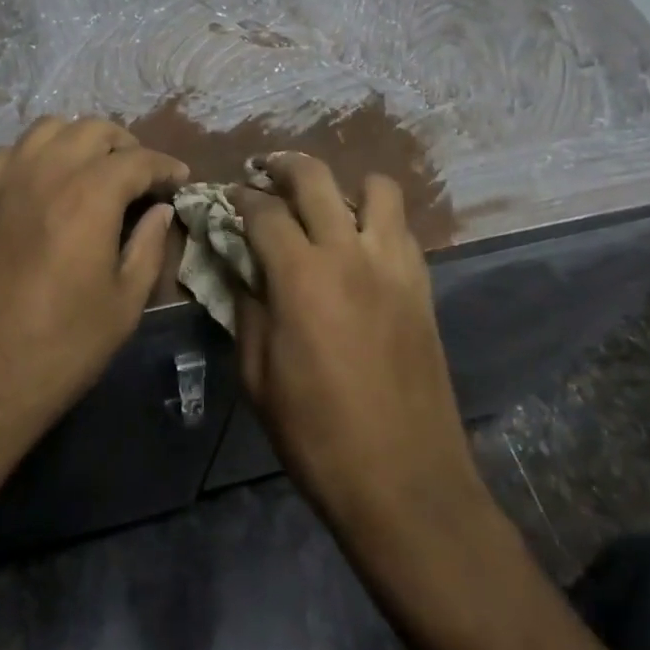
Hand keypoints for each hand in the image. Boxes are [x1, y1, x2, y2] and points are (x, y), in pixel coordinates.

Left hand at [0, 117, 188, 484]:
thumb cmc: (55, 351)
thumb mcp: (122, 307)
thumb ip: (148, 247)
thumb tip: (160, 210)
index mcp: (90, 195)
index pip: (138, 159)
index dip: (165, 166)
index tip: (179, 178)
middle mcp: (46, 171)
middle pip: (94, 129)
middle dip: (125, 146)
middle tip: (139, 176)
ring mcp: (3, 179)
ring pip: (49, 129)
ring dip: (80, 140)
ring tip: (92, 170)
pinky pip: (12, 151)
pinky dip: (38, 154)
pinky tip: (44, 184)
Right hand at [232, 153, 481, 536]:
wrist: (406, 484)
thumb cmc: (317, 436)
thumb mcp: (257, 377)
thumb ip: (245, 309)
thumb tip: (237, 268)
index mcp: (301, 276)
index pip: (263, 210)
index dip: (240, 197)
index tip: (228, 196)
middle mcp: (349, 253)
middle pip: (316, 177)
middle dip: (284, 165)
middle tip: (265, 173)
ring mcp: (393, 264)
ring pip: (376, 188)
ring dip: (343, 185)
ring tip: (324, 205)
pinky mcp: (422, 284)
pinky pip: (401, 227)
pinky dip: (377, 219)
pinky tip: (360, 244)